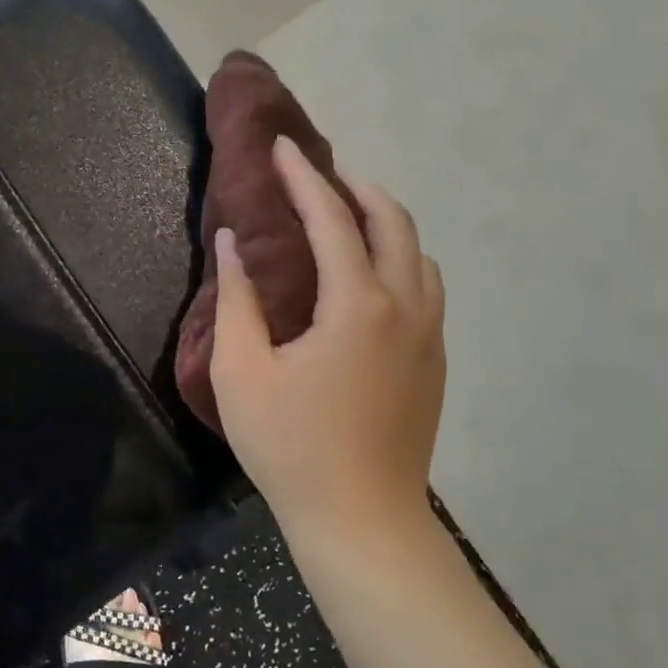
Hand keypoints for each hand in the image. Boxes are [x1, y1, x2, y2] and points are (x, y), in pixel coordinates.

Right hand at [209, 137, 445, 543]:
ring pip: (418, 253)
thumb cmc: (291, 445)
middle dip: (356, 187)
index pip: (331, 219)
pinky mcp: (434, 361)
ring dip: (384, 221)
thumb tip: (233, 242)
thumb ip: (237, 298)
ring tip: (346, 215)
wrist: (362, 521)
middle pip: (393, 222)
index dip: (303, 178)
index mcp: (358, 305)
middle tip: (318, 173)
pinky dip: (400, 256)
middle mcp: (405, 307)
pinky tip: (371, 273)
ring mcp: (429, 335)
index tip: (282, 147)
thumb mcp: (242, 371)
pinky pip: (425, 285)